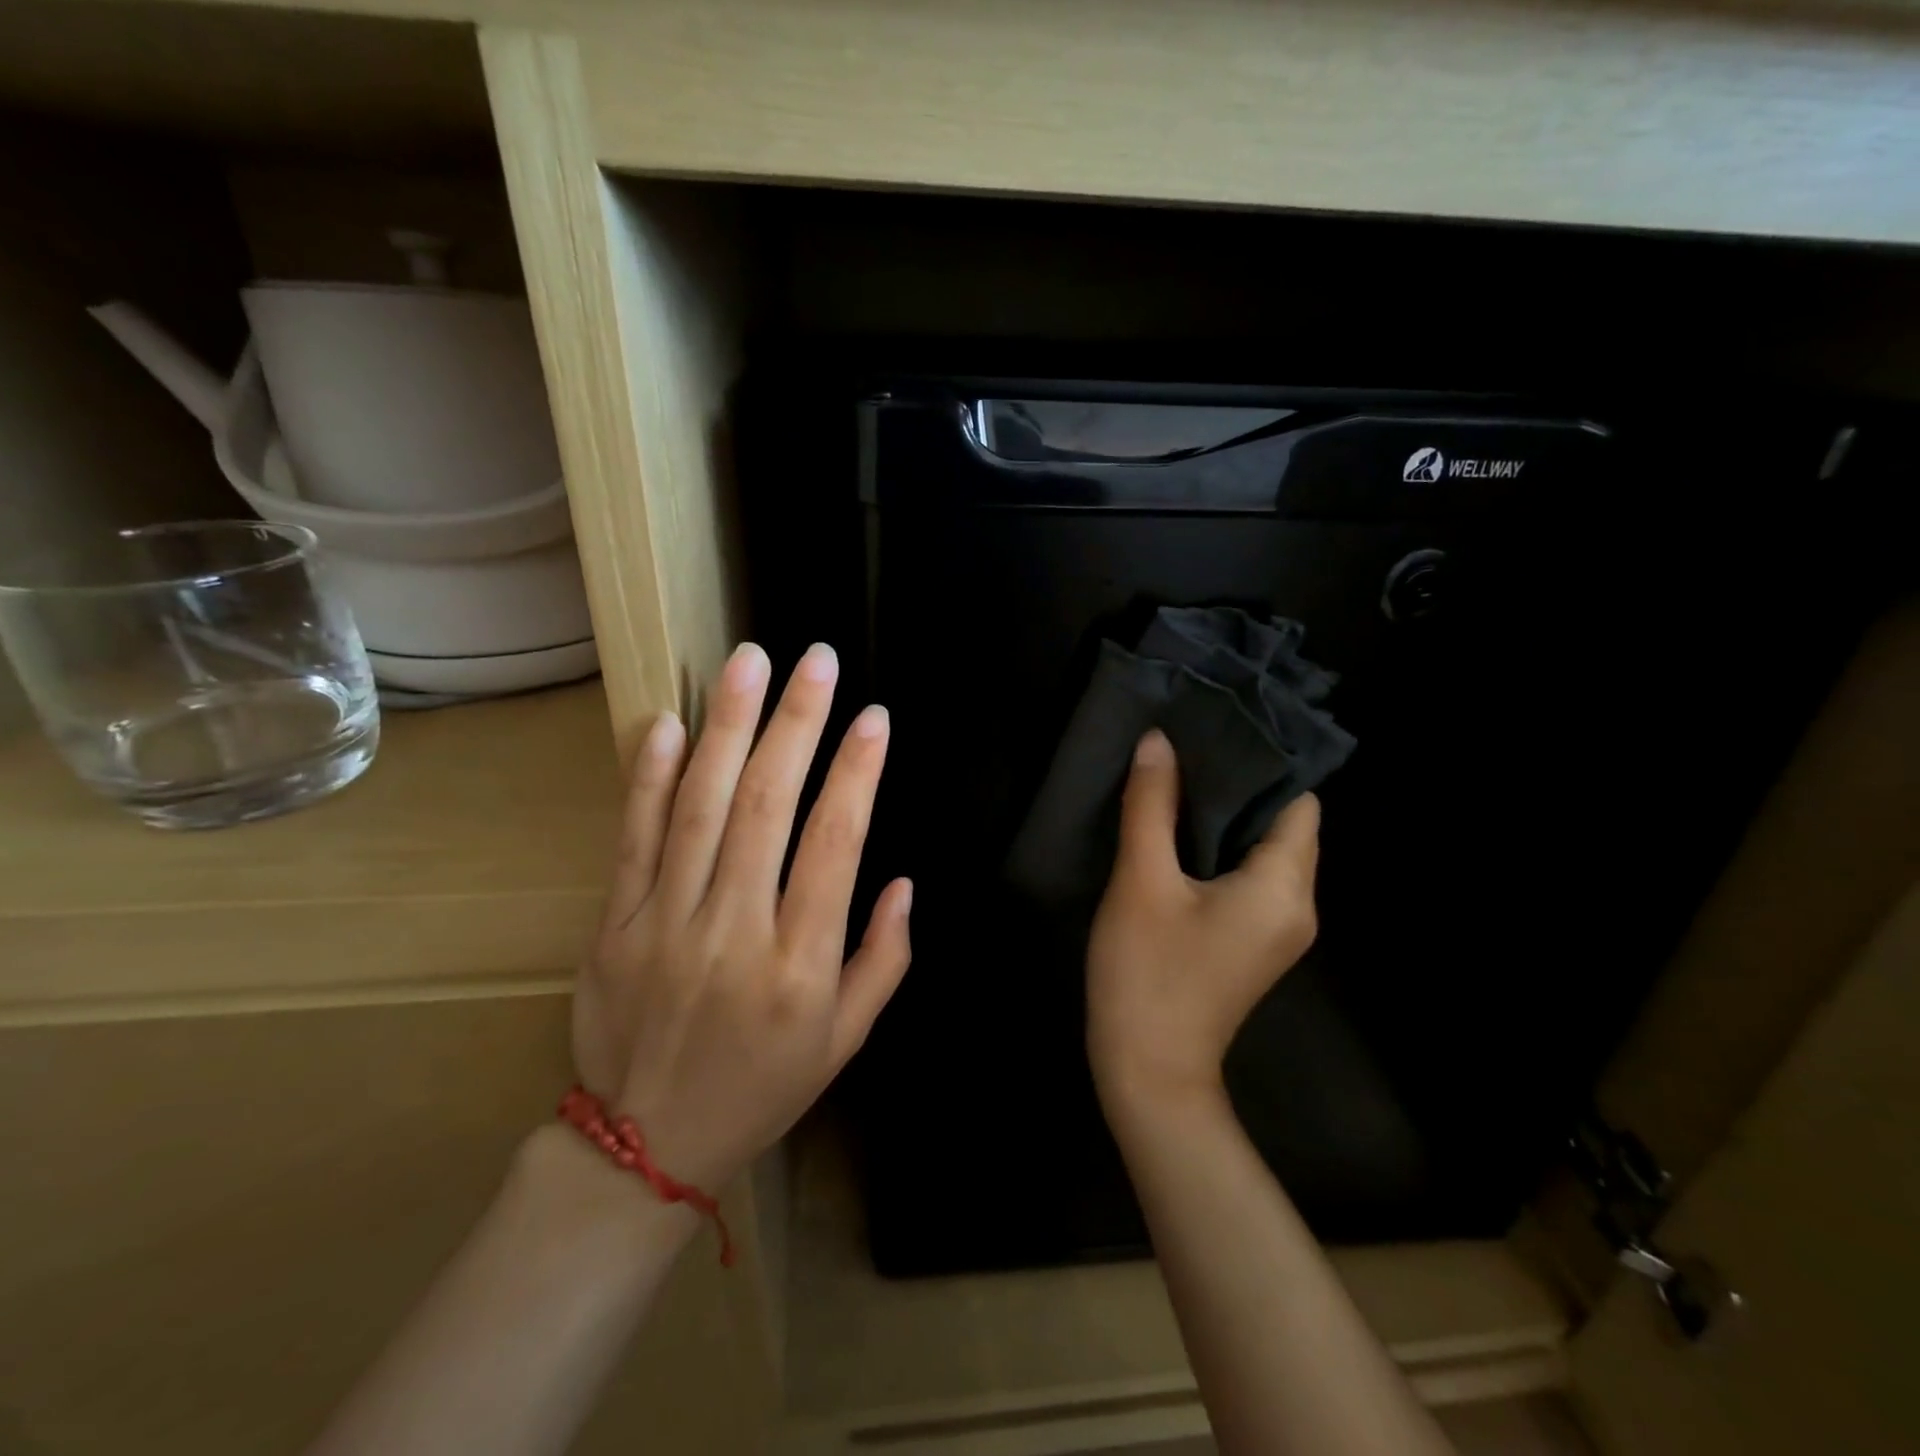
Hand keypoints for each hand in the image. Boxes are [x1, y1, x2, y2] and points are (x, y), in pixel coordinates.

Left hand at [572, 641, 912, 1190]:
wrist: (647, 1146)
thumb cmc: (764, 1086)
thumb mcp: (846, 1040)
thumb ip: (884, 959)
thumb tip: (903, 882)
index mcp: (801, 965)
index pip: (835, 846)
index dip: (856, 774)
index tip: (873, 717)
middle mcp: (734, 933)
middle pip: (766, 807)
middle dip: (797, 724)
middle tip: (816, 660)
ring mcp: (665, 924)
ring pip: (698, 807)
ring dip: (728, 727)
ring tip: (748, 663)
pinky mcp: (612, 925)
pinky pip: (632, 839)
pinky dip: (648, 776)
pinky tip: (666, 722)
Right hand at [1087, 729, 1320, 1107]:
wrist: (1147, 1071)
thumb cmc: (1146, 973)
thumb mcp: (1142, 882)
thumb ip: (1151, 806)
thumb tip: (1158, 742)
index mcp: (1284, 887)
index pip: (1297, 802)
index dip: (1262, 762)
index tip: (1217, 727)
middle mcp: (1297, 905)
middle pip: (1284, 824)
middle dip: (1241, 783)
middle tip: (1189, 743)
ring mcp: (1278, 928)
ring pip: (1264, 849)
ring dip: (1227, 815)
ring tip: (1180, 775)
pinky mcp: (1252, 941)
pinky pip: (1249, 876)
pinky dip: (1221, 847)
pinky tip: (1178, 828)